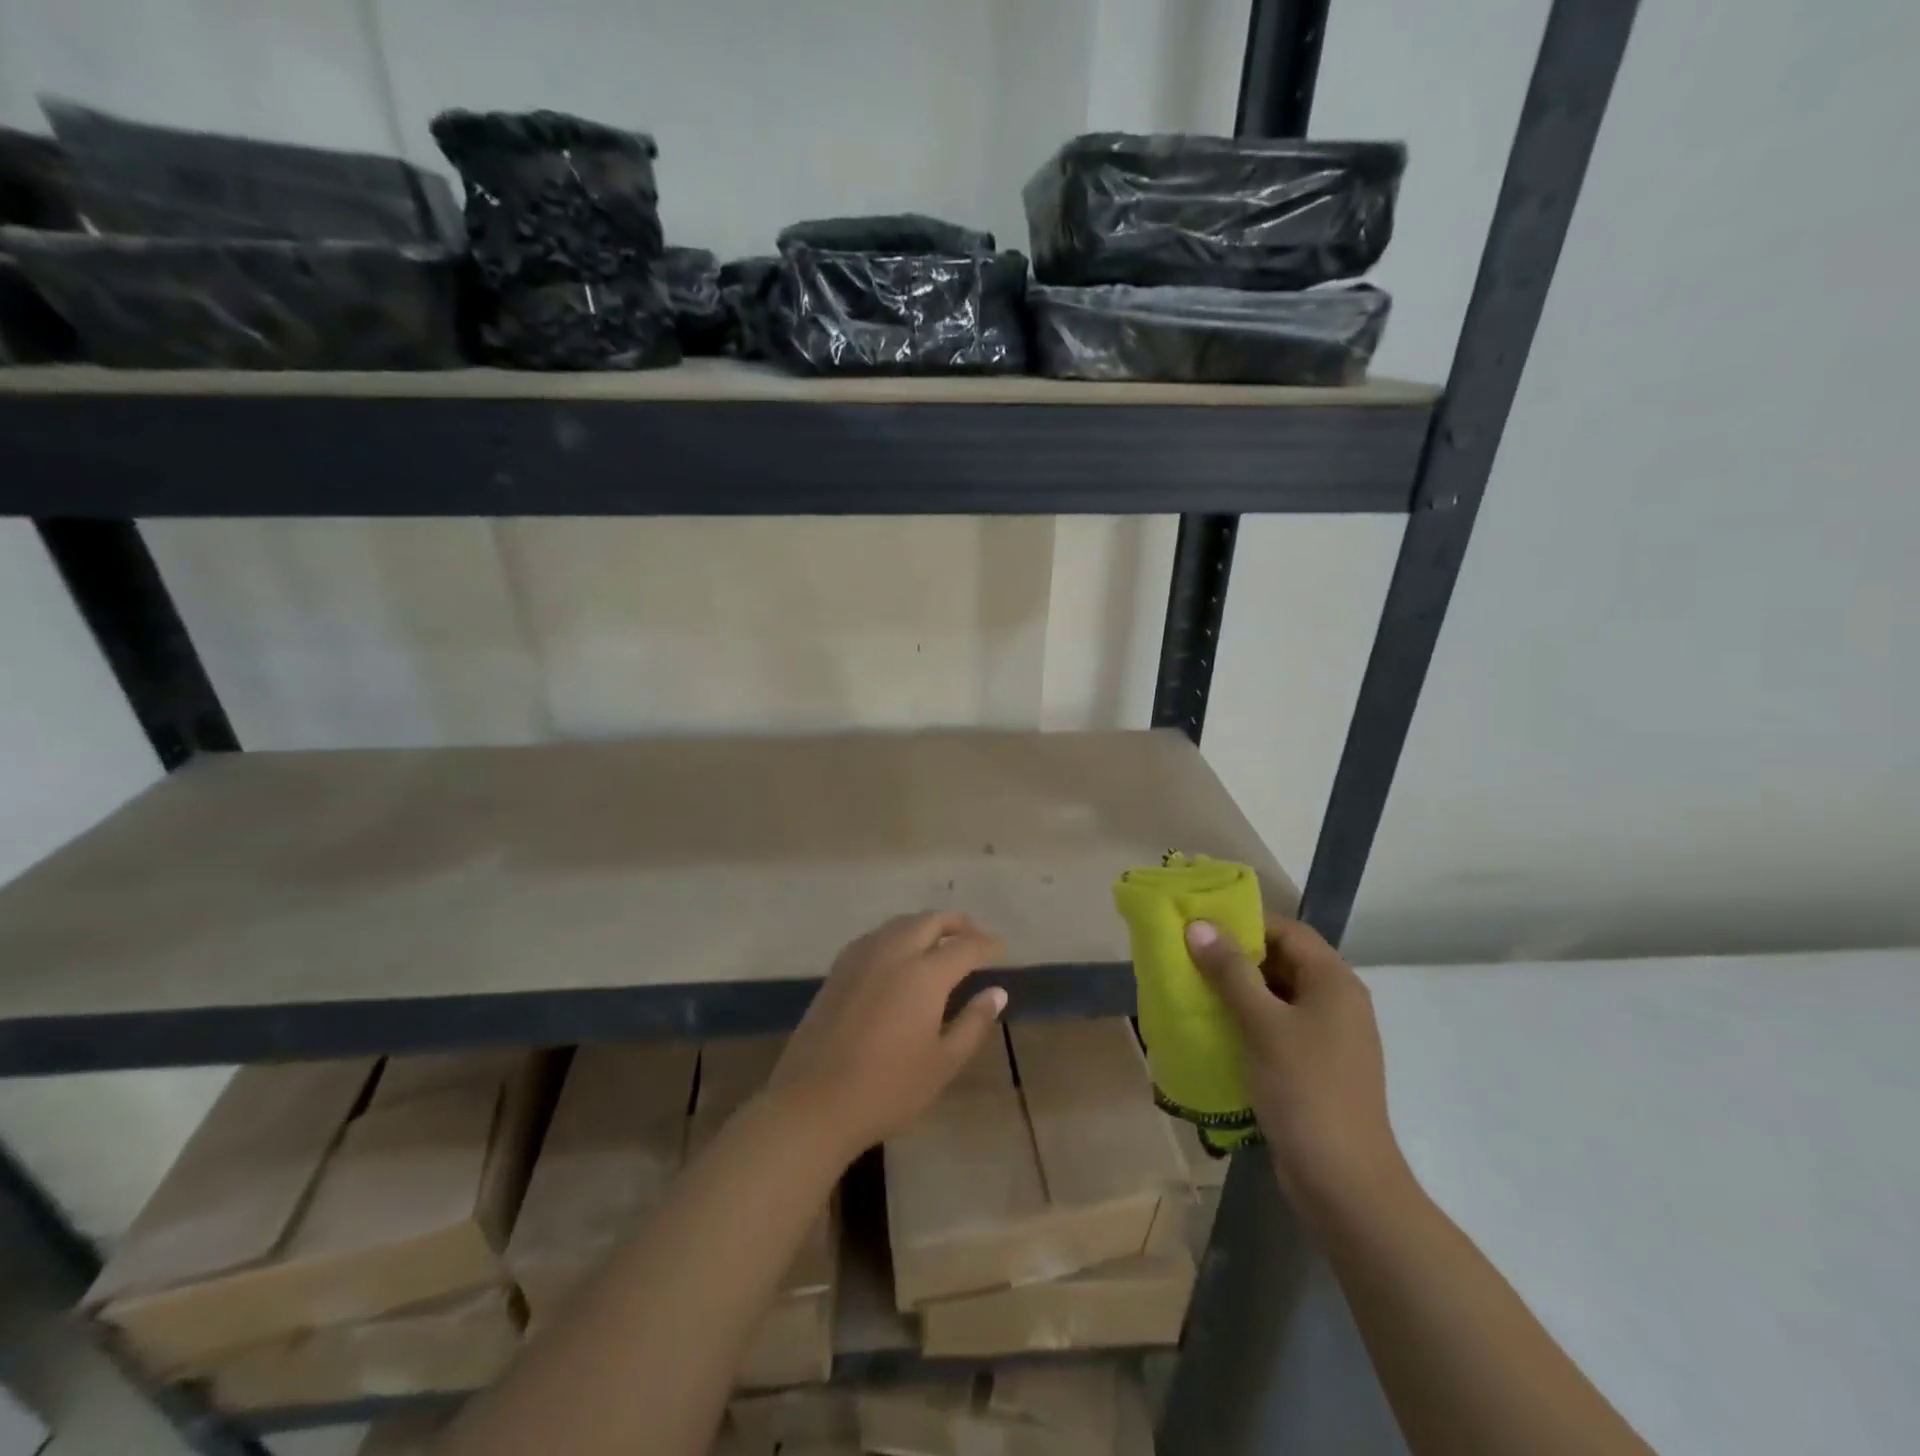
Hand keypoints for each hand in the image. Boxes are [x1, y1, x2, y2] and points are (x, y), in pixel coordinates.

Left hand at [770, 910, 1008, 1159]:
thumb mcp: (942, 1063)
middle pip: (930, 921)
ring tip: (941, 941)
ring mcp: (861, 957)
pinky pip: (877, 936)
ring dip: (926, 925)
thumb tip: (997, 993)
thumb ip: (973, 1023)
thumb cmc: (887, 1088)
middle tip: (975, 936)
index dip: (987, 944)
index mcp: (924, 974)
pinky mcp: (838, 969)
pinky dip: (898, 935)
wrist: (813, 1102)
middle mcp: (893, 952)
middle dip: (957, 923)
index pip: (965, 946)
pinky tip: (900, 955)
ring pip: (901, 923)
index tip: (1002, 948)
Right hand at [1185, 915, 1409, 1219]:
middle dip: (1236, 957)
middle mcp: (1337, 1002)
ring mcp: (1328, 1038)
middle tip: (1189, 957)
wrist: (1344, 1183)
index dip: (1245, 923)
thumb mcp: (1262, 1024)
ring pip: (1277, 996)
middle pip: (1282, 961)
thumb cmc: (1305, 1089)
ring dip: (1238, 991)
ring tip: (1193, 990)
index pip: (1288, 931)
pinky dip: (1247, 1022)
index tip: (1200, 927)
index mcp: (1334, 983)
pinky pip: (1277, 1028)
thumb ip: (1230, 972)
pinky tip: (1214, 1030)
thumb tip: (1198, 925)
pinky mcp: (1315, 1067)